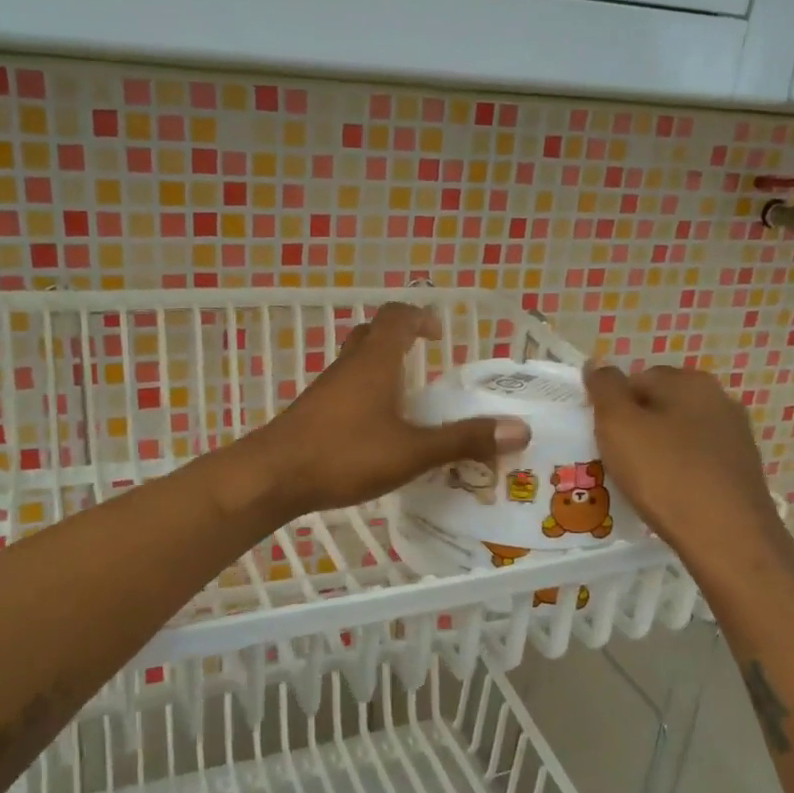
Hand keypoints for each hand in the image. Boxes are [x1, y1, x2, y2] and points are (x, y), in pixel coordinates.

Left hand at [233, 302, 529, 518]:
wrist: (273, 476)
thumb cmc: (344, 454)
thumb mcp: (411, 451)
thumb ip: (463, 440)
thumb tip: (520, 429)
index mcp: (375, 361)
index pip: (397, 316)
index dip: (420, 317)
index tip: (440, 334)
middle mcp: (349, 366)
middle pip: (373, 333)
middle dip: (400, 338)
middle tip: (426, 360)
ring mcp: (326, 388)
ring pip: (356, 362)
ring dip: (382, 368)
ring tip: (408, 398)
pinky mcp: (313, 412)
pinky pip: (345, 389)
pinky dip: (365, 394)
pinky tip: (377, 429)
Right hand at [584, 363, 791, 575]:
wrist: (728, 537)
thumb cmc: (666, 474)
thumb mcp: (618, 424)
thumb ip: (604, 388)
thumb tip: (597, 364)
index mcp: (689, 380)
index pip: (635, 379)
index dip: (611, 406)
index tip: (600, 437)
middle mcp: (719, 398)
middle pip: (659, 405)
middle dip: (635, 427)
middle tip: (614, 459)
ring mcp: (735, 435)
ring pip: (678, 434)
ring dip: (656, 451)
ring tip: (639, 482)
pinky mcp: (742, 469)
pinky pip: (696, 460)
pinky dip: (678, 472)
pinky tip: (667, 496)